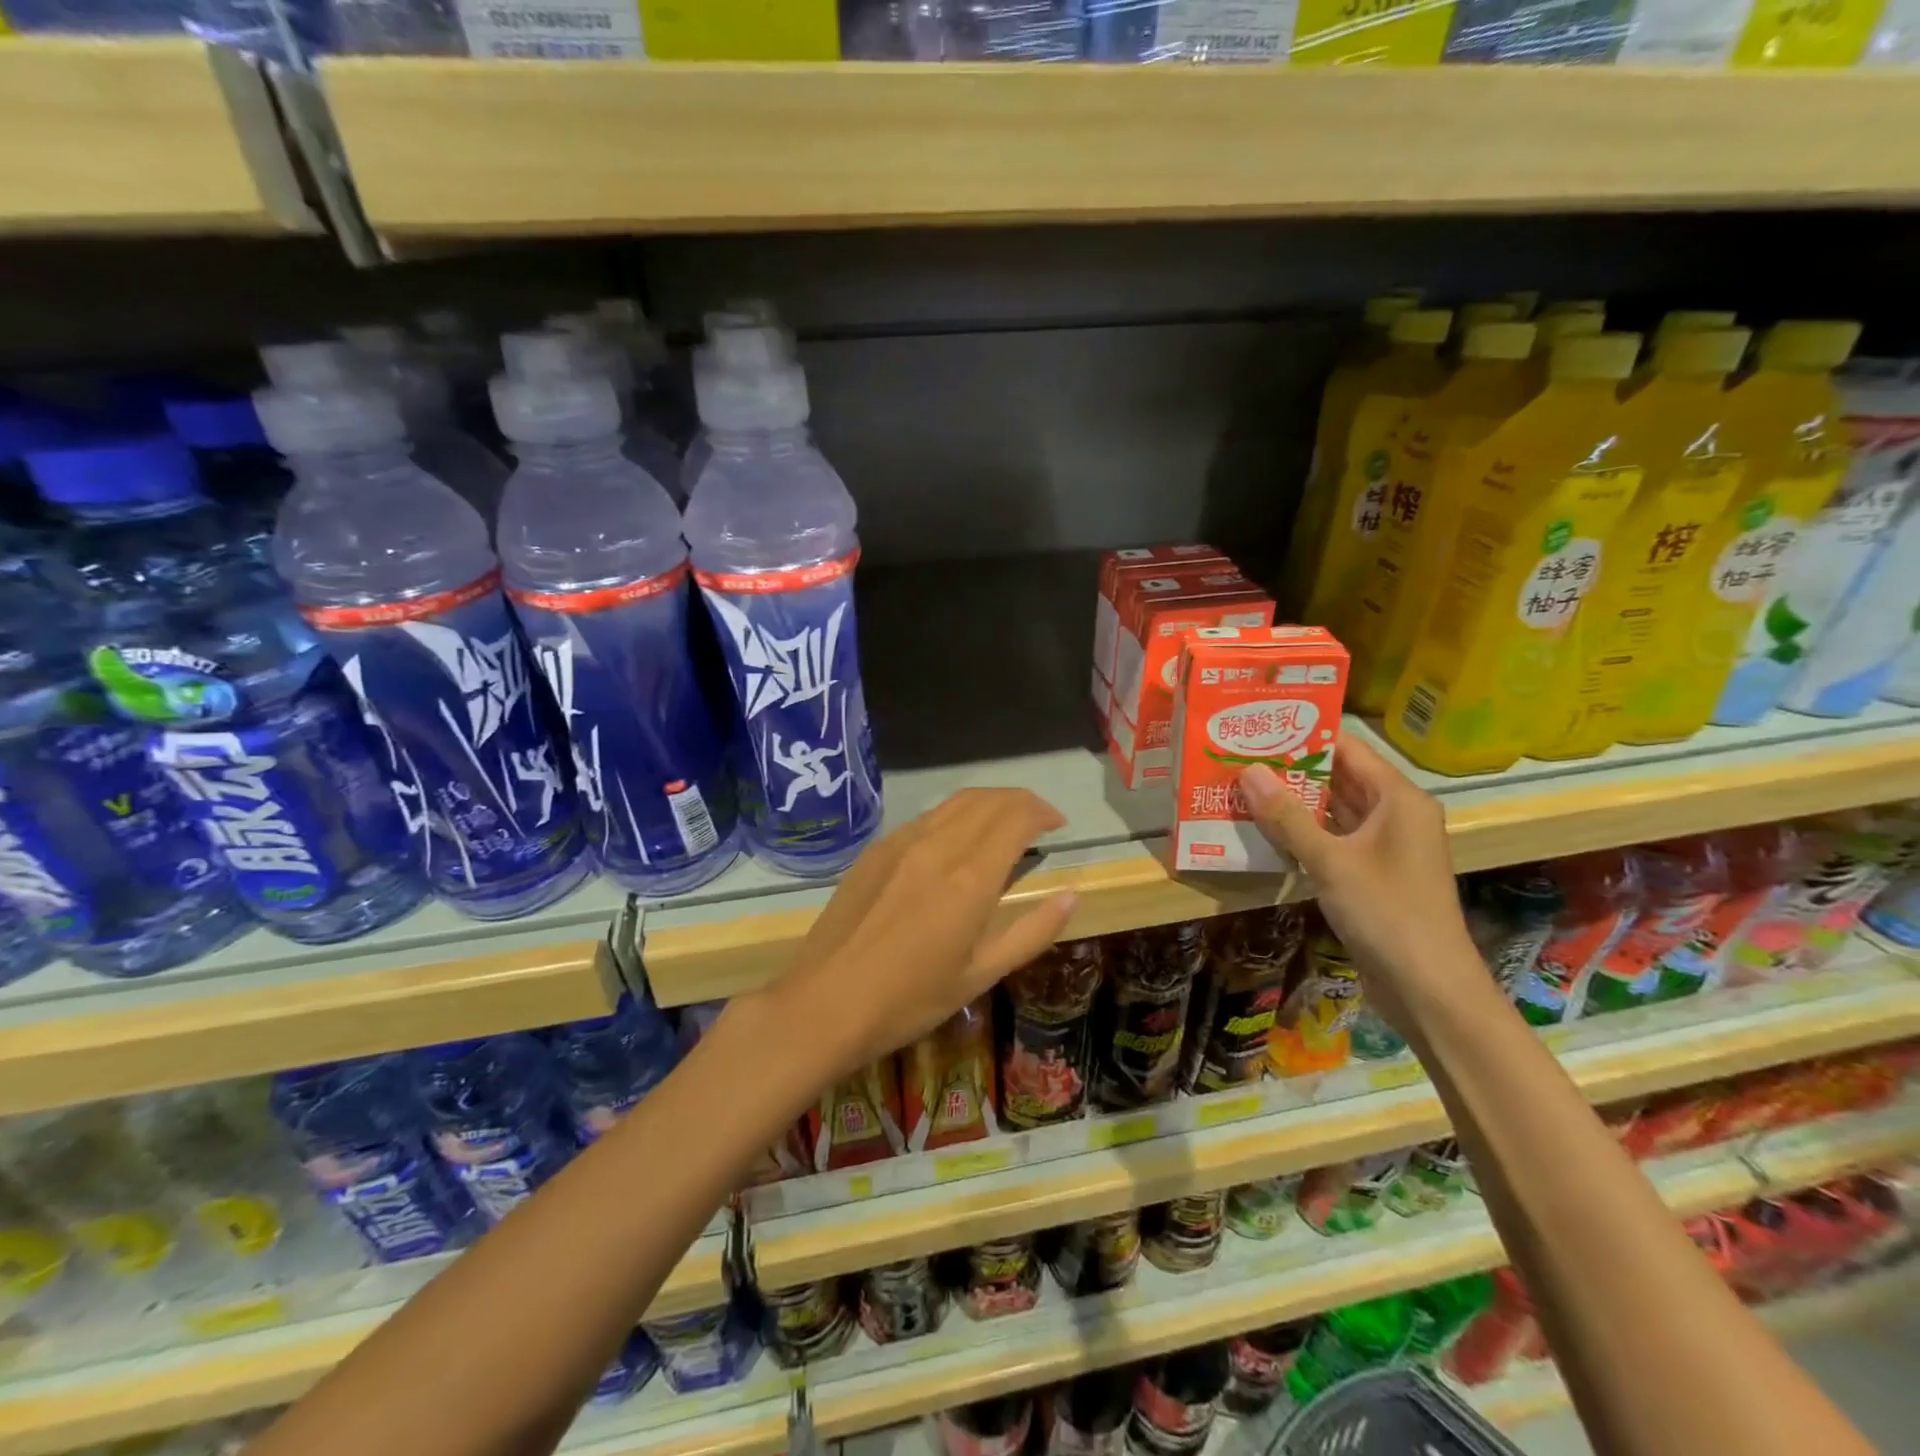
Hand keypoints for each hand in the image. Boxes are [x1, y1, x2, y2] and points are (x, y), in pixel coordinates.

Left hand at [768, 788, 1078, 1080]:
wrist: (824, 1003)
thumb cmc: (909, 1000)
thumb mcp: (980, 976)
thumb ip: (1031, 932)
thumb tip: (1071, 896)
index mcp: (969, 878)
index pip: (1016, 818)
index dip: (1042, 812)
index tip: (1057, 825)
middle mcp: (938, 846)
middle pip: (989, 800)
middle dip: (1020, 801)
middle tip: (1038, 820)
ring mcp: (901, 842)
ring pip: (956, 802)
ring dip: (989, 803)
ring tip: (1003, 823)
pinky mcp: (876, 849)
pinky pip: (927, 817)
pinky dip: (955, 815)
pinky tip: (956, 841)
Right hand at [1237, 734, 1479, 1029]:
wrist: (1428, 988)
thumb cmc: (1386, 913)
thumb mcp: (1330, 861)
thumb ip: (1287, 816)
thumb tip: (1247, 770)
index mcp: (1398, 799)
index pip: (1347, 749)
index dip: (1304, 735)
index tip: (1258, 727)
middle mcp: (1395, 815)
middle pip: (1339, 778)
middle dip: (1291, 769)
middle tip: (1238, 756)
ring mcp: (1384, 846)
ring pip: (1333, 810)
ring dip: (1293, 803)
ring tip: (1242, 786)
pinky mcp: (1372, 874)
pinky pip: (1333, 840)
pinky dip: (1302, 833)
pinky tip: (1263, 829)